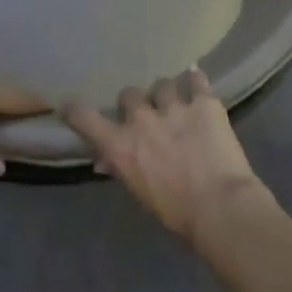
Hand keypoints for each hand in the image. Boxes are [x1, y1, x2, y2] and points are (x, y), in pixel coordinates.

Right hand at [63, 70, 268, 246]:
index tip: (72, 107)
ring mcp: (173, 106)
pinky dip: (195, 81)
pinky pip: (196, 79)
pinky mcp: (204, 102)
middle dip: (136, 103)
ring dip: (167, 94)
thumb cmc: (177, 212)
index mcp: (120, 145)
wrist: (220, 206)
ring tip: (177, 103)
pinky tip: (197, 84)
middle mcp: (141, 119)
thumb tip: (106, 160)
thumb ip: (122, 168)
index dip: (75, 110)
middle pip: (129, 94)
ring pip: (163, 84)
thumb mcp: (140, 192)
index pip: (84, 118)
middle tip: (147, 114)